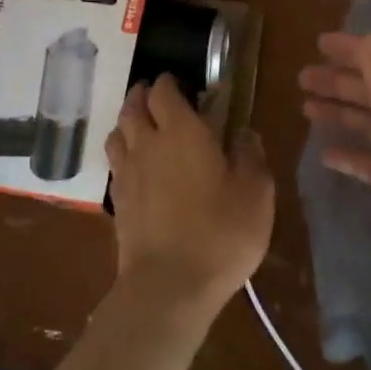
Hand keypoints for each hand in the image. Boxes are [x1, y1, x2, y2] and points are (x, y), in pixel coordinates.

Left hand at [105, 76, 273, 316]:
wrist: (169, 286)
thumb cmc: (220, 232)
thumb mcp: (255, 192)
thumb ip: (250, 155)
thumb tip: (245, 132)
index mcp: (181, 131)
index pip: (164, 91)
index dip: (169, 82)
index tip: (181, 83)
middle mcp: (147, 143)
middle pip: (133, 106)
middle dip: (143, 95)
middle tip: (156, 95)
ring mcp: (127, 173)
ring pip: (117, 132)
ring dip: (128, 121)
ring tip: (141, 125)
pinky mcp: (117, 202)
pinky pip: (115, 164)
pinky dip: (123, 154)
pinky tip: (136, 167)